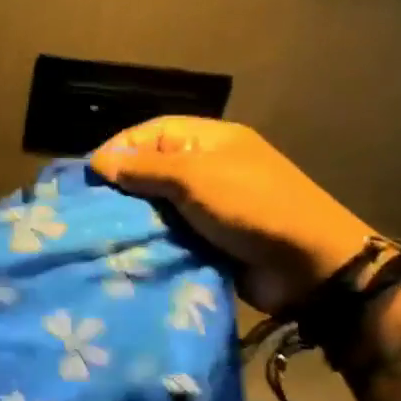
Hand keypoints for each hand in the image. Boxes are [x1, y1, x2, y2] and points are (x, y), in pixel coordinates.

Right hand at [91, 117, 375, 313]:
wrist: (311, 268)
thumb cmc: (252, 207)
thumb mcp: (195, 177)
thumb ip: (144, 168)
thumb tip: (98, 162)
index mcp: (209, 141)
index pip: (150, 133)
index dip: (119, 149)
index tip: (90, 175)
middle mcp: (206, 168)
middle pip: (150, 168)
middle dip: (122, 186)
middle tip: (90, 207)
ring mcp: (209, 206)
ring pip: (157, 205)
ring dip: (135, 218)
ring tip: (101, 231)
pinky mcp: (209, 239)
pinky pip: (170, 234)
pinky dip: (151, 240)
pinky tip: (126, 250)